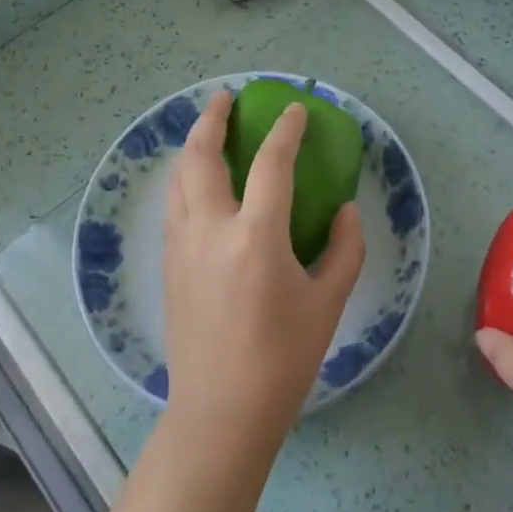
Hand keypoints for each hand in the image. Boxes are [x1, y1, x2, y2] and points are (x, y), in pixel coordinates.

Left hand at [161, 90, 365, 443]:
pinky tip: (198, 183)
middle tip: (227, 99)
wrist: (221, 412)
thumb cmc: (283, 359)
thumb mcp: (329, 302)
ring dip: (192, 146)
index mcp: (255, 237)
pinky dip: (185, 179)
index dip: (285, 131)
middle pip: (201, 157)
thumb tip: (344, 211)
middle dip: (212, 120)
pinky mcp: (167, 265)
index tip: (294, 110)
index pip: (271, 164)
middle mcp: (210, 230)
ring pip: (179, 179)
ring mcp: (181, 246)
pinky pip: (173, 205)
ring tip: (207, 131)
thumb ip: (344, 249)